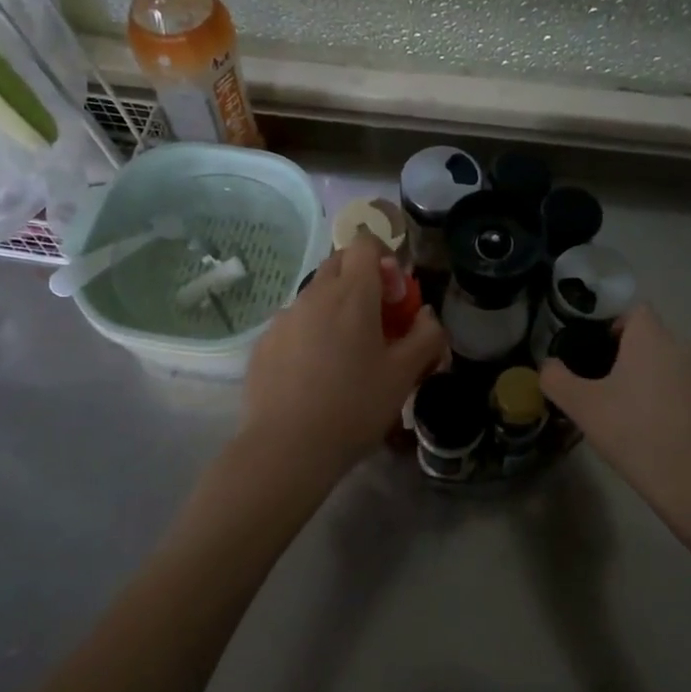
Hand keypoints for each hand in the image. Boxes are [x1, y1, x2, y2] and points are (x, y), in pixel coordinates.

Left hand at [240, 234, 446, 480]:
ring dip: (335, 308)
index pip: (365, 244)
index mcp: (352, 293)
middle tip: (378, 322)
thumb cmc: (354, 406)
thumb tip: (426, 315)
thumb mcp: (405, 374)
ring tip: (346, 355)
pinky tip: (315, 376)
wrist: (286, 448)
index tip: (395, 295)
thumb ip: (426, 335)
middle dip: (362, 280)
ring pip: (315, 295)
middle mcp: (314, 295)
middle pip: (339, 264)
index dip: (385, 258)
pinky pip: (294, 324)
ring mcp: (284, 318)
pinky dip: (310, 334)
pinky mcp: (264, 343)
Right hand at [540, 305, 690, 536]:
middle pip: (655, 339)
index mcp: (652, 338)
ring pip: (676, 364)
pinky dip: (681, 401)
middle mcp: (685, 345)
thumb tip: (548, 366)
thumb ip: (556, 379)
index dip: (617, 327)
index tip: (602, 356)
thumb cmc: (635, 434)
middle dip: (636, 357)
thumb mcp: (583, 408)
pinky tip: (669, 433)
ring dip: (660, 379)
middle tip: (615, 392)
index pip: (636, 311)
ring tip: (643, 416)